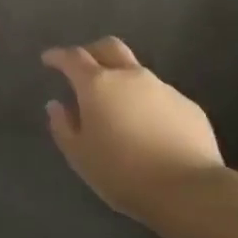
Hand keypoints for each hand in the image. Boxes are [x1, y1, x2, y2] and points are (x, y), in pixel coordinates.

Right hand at [43, 37, 223, 229]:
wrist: (188, 190)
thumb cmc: (122, 173)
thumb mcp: (80, 156)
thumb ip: (63, 126)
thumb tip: (57, 105)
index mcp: (98, 85)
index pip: (73, 57)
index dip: (58, 56)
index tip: (48, 59)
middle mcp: (130, 77)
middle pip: (109, 47)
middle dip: (92, 52)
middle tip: (83, 69)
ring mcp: (163, 88)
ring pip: (137, 72)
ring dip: (122, 80)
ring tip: (117, 107)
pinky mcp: (188, 106)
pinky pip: (160, 96)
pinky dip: (147, 103)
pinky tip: (148, 128)